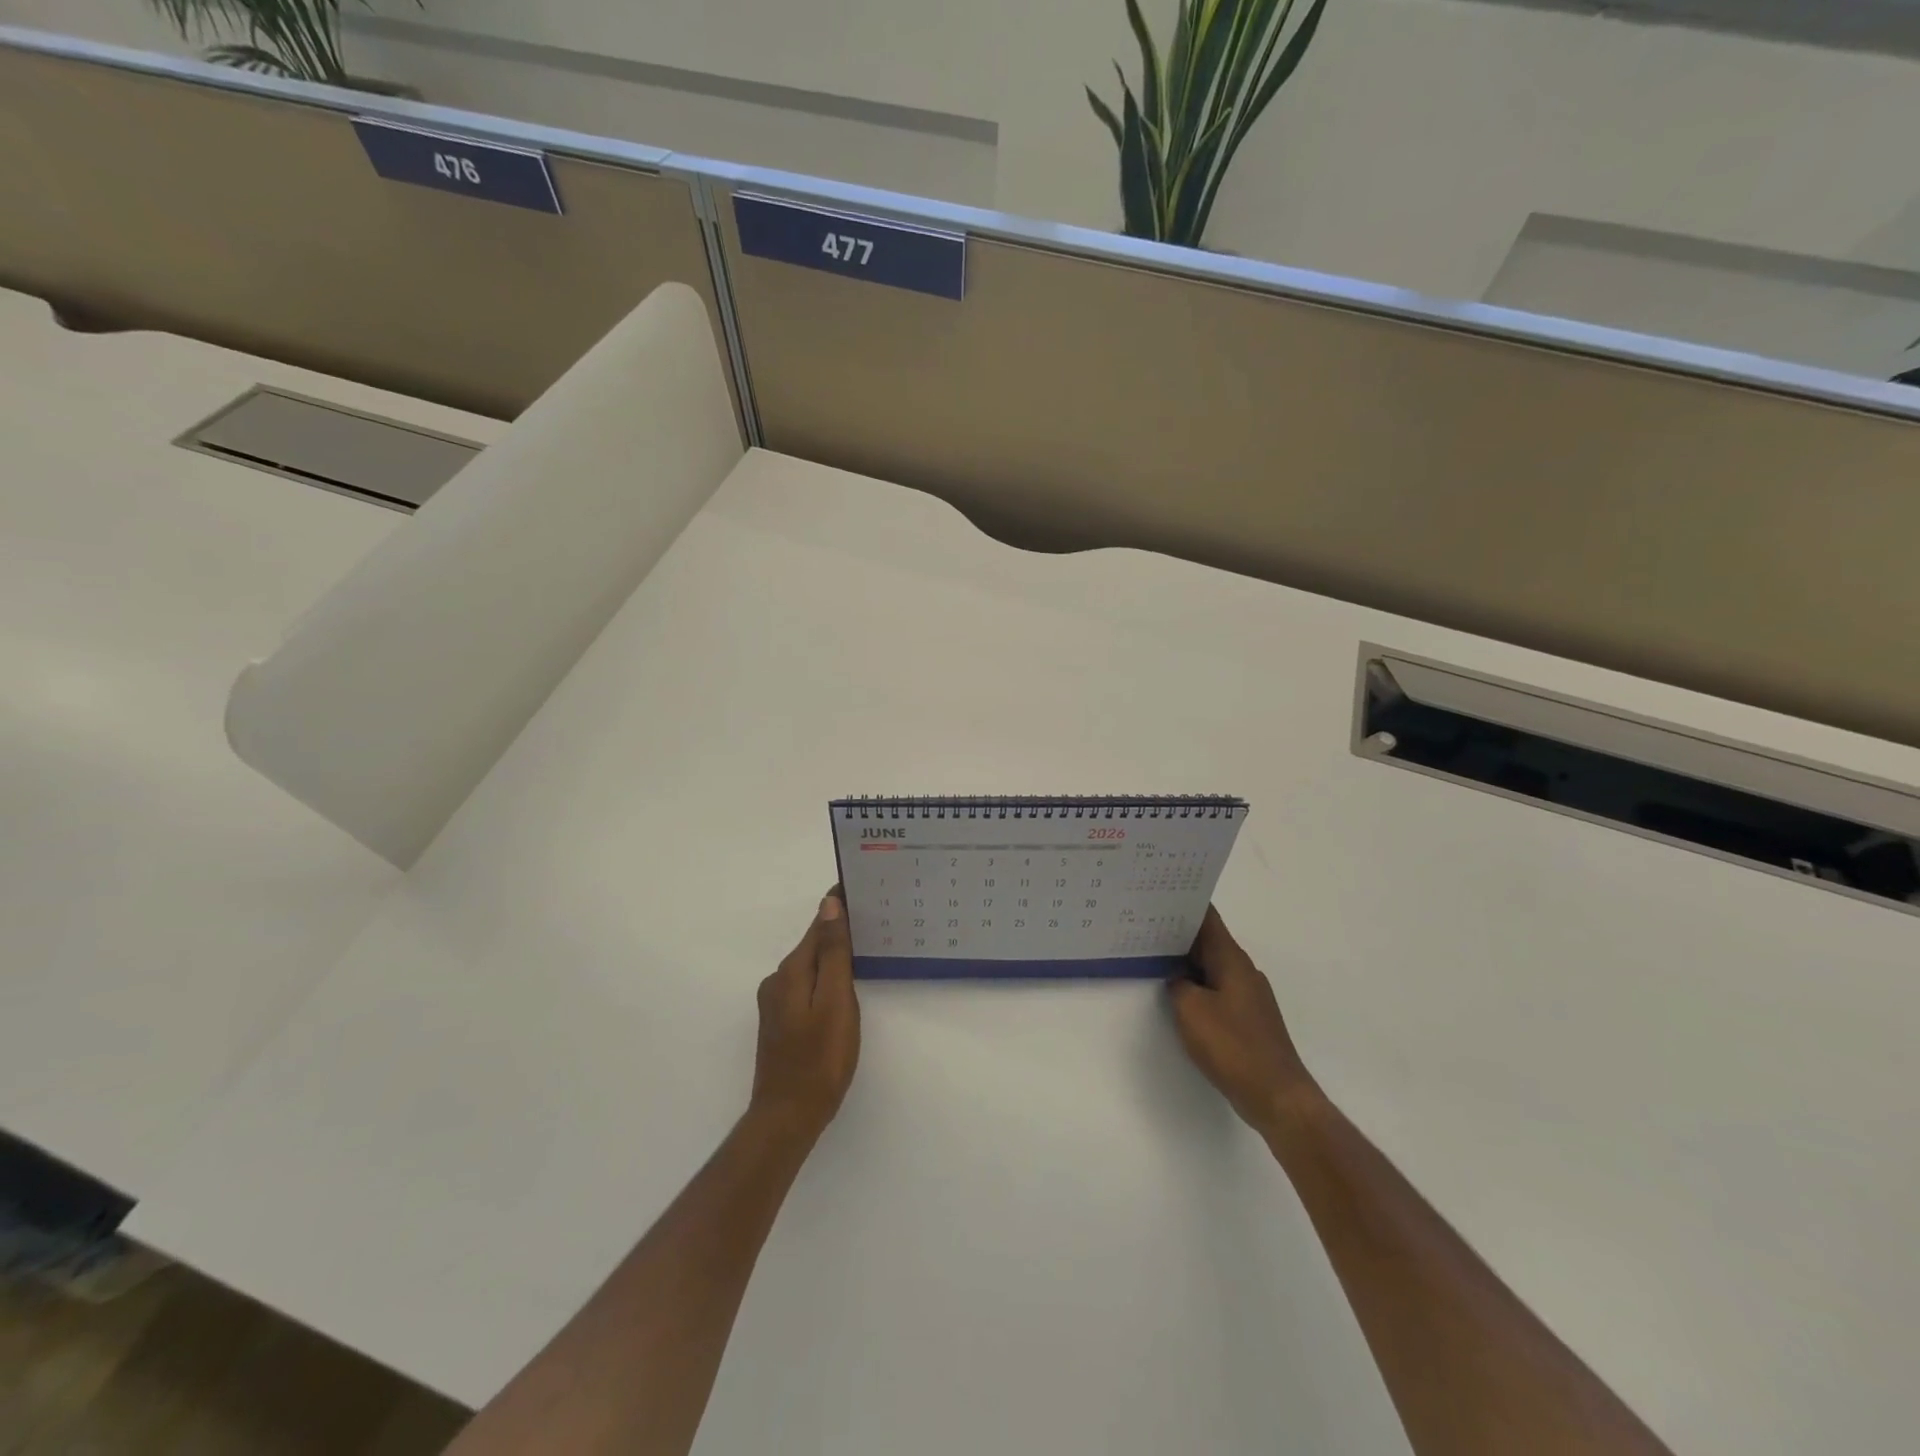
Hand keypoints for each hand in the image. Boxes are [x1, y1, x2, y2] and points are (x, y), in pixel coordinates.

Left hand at [751, 891, 860, 1144]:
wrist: (788, 1117)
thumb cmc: (820, 1059)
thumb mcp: (834, 1003)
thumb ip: (832, 954)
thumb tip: (829, 905)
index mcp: (791, 972)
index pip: (818, 925)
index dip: (838, 905)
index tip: (863, 886)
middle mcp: (778, 981)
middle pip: (813, 944)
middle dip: (839, 928)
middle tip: (874, 915)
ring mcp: (776, 1003)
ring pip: (810, 966)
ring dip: (833, 953)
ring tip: (865, 946)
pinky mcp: (781, 1022)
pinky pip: (807, 985)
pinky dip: (826, 976)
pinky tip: (843, 985)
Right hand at [1167, 906, 1319, 1135]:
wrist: (1276, 1094)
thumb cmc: (1232, 1045)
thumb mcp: (1190, 1009)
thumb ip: (1177, 984)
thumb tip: (1177, 977)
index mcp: (1231, 959)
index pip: (1207, 918)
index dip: (1184, 903)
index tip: (1158, 894)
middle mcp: (1243, 970)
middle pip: (1208, 940)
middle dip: (1179, 932)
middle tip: (1145, 924)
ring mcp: (1248, 995)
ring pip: (1212, 966)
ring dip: (1187, 960)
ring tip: (1154, 956)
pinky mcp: (1247, 1018)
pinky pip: (1217, 988)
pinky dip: (1197, 984)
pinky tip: (1178, 994)